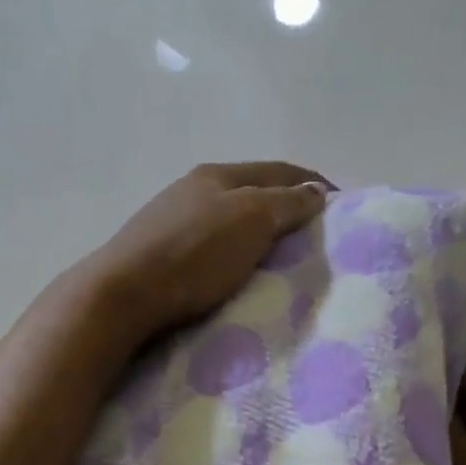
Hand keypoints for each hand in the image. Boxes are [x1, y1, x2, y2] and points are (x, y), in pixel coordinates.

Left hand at [85, 162, 331, 339]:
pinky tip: (241, 271)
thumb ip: (286, 203)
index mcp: (218, 174)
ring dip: (261, 232)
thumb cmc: (194, 253)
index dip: (313, 183)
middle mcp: (194, 189)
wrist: (122, 294)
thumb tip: (315, 191)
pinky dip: (237, 252)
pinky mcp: (162, 254)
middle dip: (288, 208)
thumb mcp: (251, 219)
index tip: (343, 207)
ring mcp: (173, 220)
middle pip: (254, 192)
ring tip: (285, 258)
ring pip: (232, 220)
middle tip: (316, 237)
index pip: (279, 169)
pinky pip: (214, 245)